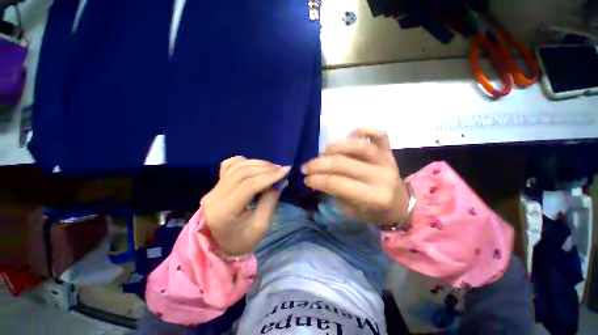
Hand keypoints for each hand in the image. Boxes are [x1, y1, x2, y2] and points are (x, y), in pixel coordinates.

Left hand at [201, 156, 289, 255]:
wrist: (220, 246)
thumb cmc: (243, 241)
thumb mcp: (261, 226)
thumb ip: (270, 200)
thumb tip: (280, 181)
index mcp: (225, 211)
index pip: (249, 185)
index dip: (269, 176)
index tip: (286, 170)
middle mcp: (215, 196)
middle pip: (242, 172)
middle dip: (266, 168)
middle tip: (281, 169)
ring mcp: (213, 189)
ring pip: (237, 166)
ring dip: (257, 164)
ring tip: (272, 168)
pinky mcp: (216, 185)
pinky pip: (229, 166)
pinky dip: (243, 162)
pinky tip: (255, 165)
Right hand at [302, 129, 408, 227]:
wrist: (400, 204)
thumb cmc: (374, 212)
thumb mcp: (352, 211)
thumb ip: (335, 193)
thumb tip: (318, 177)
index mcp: (374, 197)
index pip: (338, 184)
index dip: (318, 180)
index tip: (306, 179)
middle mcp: (381, 176)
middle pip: (344, 163)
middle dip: (320, 164)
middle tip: (306, 167)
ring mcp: (387, 160)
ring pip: (359, 146)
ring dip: (336, 146)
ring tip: (323, 151)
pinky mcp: (390, 151)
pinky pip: (380, 134)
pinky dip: (363, 130)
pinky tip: (349, 134)